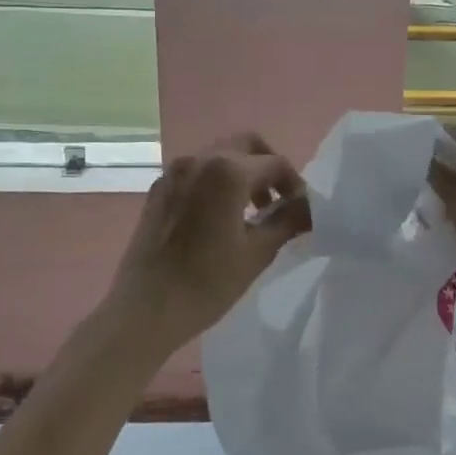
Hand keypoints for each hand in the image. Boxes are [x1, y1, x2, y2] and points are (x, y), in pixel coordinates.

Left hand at [100, 133, 311, 358]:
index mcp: (227, 170)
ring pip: (219, 155)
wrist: (145, 309)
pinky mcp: (159, 189)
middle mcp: (200, 160)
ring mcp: (174, 172)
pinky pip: (197, 172)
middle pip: (246, 145)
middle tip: (278, 200)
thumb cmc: (207, 282)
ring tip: (252, 212)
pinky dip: (216, 182)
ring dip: (242, 172)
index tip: (302, 211)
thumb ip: (288, 221)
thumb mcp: (258, 252)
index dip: (295, 185)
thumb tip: (310, 207)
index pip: (275, 163)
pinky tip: (220, 217)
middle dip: (268, 166)